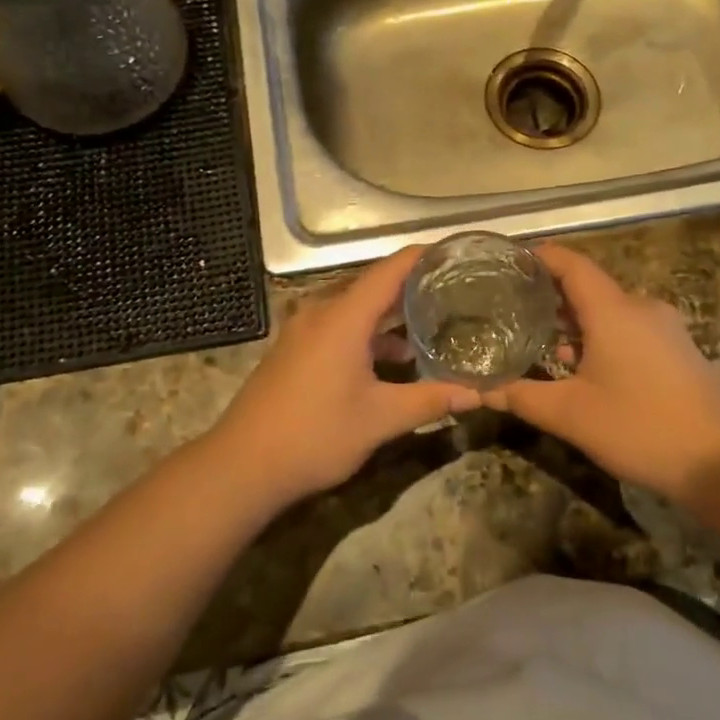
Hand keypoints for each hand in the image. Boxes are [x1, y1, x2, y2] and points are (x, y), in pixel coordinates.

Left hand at [209, 247, 480, 503]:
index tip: (455, 253)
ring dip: (390, 315)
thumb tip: (476, 394)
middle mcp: (321, 313)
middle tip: (455, 291)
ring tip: (431, 325)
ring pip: (355, 309)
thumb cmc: (315, 434)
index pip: (390, 270)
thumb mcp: (380, 419)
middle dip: (413, 287)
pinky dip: (368, 333)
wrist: (242, 466)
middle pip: (373, 286)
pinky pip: (339, 326)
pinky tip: (392, 358)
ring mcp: (303, 331)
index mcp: (343, 317)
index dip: (422, 256)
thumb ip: (429, 400)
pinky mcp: (294, 351)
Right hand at [485, 245, 719, 502]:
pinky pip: (632, 329)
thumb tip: (481, 389)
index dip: (541, 257)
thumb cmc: (639, 427)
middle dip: (553, 296)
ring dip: (578, 322)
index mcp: (613, 310)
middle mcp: (641, 308)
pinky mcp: (679, 350)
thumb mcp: (570, 415)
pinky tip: (587, 368)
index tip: (511, 260)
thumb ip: (522, 396)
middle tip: (515, 309)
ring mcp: (666, 328)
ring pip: (612, 311)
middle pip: (590, 287)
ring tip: (544, 343)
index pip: (571, 265)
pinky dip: (603, 337)